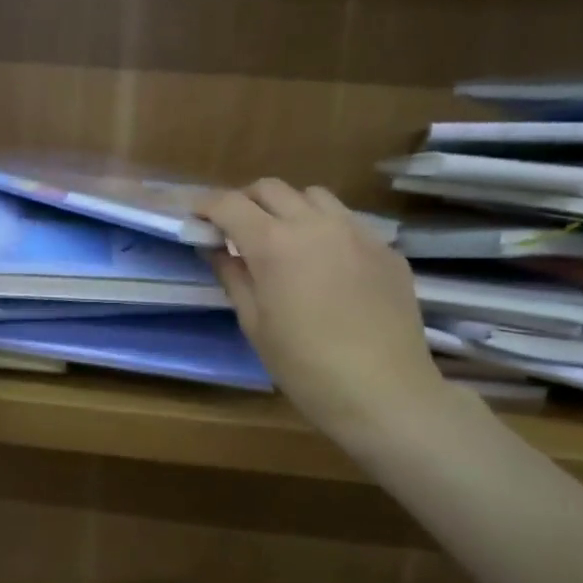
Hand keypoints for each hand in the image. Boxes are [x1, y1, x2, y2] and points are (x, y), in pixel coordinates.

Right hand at [201, 180, 449, 456]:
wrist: (385, 393)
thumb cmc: (305, 367)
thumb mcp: (255, 324)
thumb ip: (233, 277)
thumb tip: (216, 249)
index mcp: (274, 244)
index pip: (229, 204)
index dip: (206, 206)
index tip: (196, 218)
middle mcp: (315, 224)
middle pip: (271, 188)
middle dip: (245, 201)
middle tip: (234, 229)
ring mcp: (357, 232)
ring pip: (314, 196)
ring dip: (288, 207)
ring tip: (284, 239)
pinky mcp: (386, 249)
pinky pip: (347, 222)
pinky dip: (325, 229)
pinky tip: (326, 264)